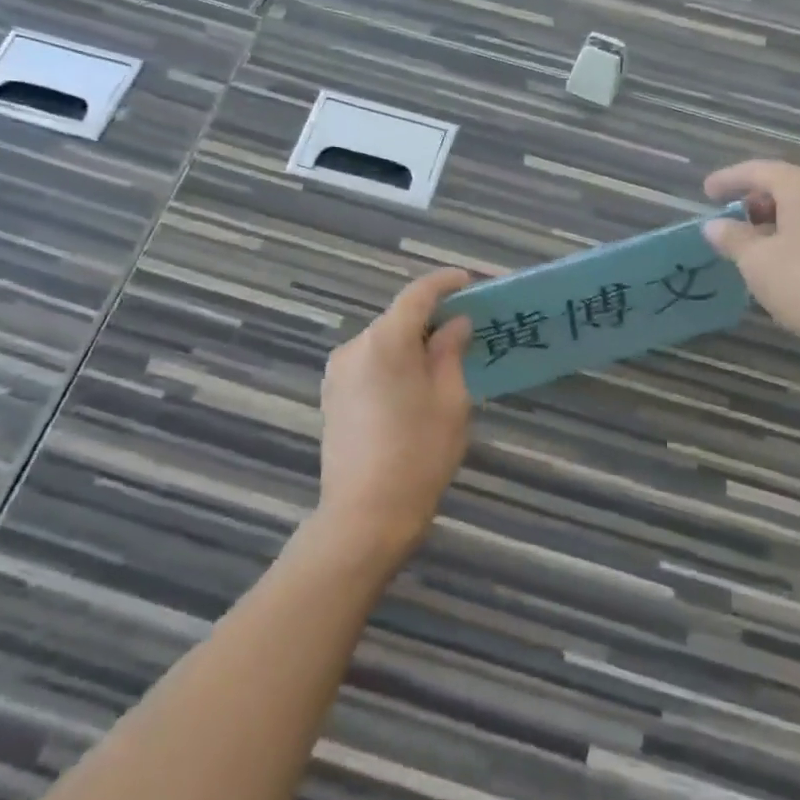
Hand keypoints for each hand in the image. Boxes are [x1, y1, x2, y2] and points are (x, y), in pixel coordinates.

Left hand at [317, 267, 474, 566]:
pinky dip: (393, 363)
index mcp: (386, 341)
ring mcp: (337, 372)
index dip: (444, 283)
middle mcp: (355, 346)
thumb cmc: (419, 454)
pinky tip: (412, 385)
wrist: (364, 517)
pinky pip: (368, 364)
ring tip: (441, 360)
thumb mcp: (450, 400)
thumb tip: (454, 324)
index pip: (417, 295)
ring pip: (382, 342)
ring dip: (410, 343)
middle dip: (430, 318)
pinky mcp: (332, 396)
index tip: (467, 281)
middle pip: (397, 318)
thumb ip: (450, 352)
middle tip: (464, 327)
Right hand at [702, 160, 799, 355]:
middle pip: (786, 185)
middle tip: (734, 220)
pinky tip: (788, 261)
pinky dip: (799, 233)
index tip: (707, 192)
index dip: (728, 180)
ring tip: (757, 245)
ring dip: (779, 219)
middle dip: (756, 200)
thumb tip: (714, 226)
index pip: (757, 170)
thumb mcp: (757, 262)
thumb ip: (733, 239)